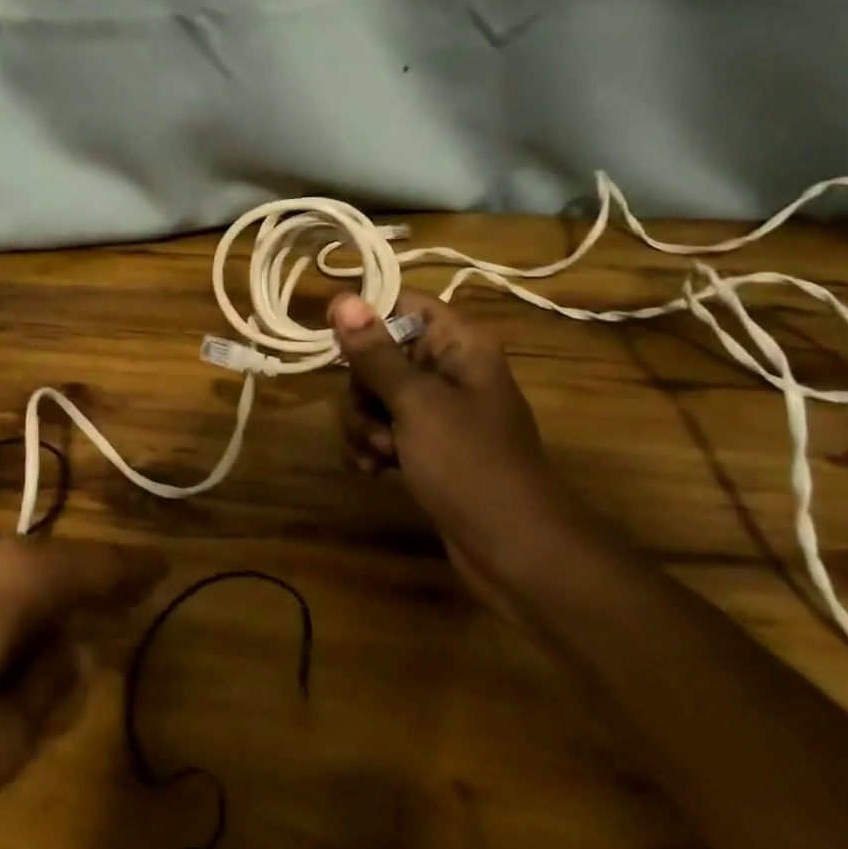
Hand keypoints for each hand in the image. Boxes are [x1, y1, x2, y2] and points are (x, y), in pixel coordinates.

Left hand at [0, 535, 167, 848]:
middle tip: (114, 616)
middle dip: (78, 594)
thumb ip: (48, 685)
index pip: (90, 565)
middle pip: (44, 567)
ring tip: (53, 650)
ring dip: (33, 611)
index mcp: (8, 577)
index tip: (162, 565)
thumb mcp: (1, 740)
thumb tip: (69, 650)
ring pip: (1, 582)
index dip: (130, 569)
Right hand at [330, 289, 560, 596]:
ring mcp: (436, 412)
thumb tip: (342, 298)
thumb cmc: (470, 464)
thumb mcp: (417, 403)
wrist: (514, 550)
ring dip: (363, 425)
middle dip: (362, 390)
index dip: (365, 316)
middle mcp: (447, 370)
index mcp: (458, 344)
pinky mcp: (426, 448)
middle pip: (379, 355)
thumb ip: (375, 353)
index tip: (333, 340)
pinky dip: (371, 448)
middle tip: (375, 420)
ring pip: (374, 397)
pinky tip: (372, 472)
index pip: (402, 304)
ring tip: (379, 456)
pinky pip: (382, 431)